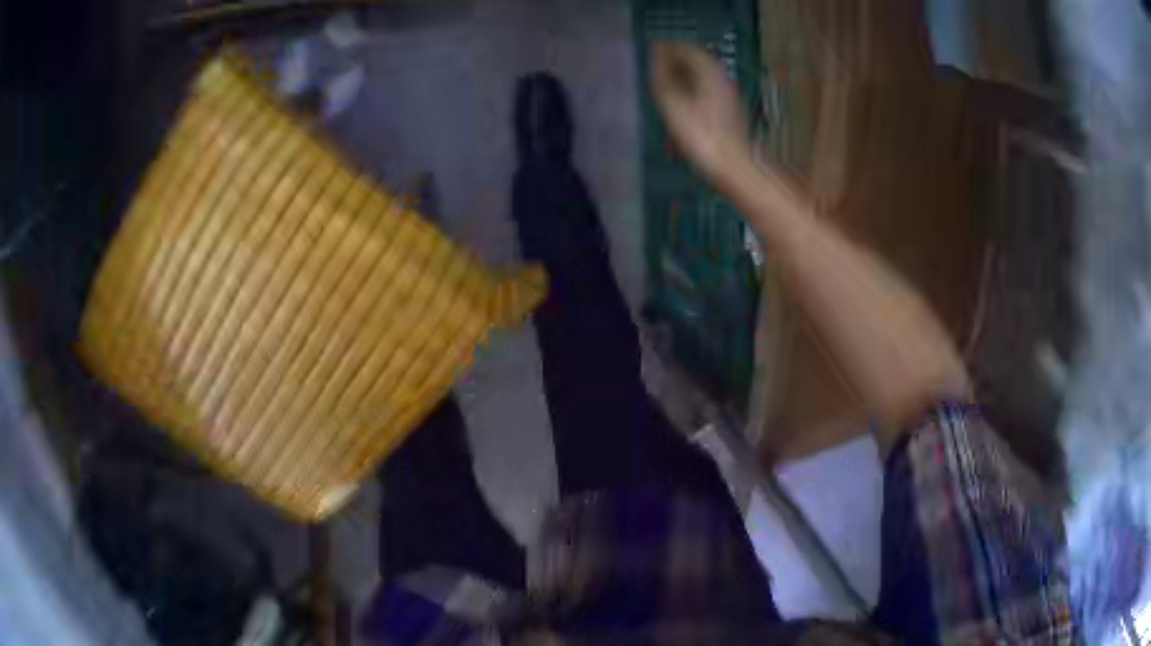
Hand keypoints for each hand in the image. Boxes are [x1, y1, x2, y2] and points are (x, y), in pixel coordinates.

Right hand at [650, 42, 752, 181]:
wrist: (734, 166)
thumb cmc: (700, 135)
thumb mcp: (673, 103)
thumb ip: (662, 75)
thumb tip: (655, 53)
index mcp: (709, 71)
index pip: (685, 48)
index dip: (666, 49)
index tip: (648, 53)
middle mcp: (721, 78)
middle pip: (696, 61)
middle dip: (674, 62)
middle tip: (653, 69)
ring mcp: (728, 95)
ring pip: (701, 76)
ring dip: (682, 77)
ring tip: (663, 87)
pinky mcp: (729, 111)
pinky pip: (706, 91)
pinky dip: (691, 91)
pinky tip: (681, 105)